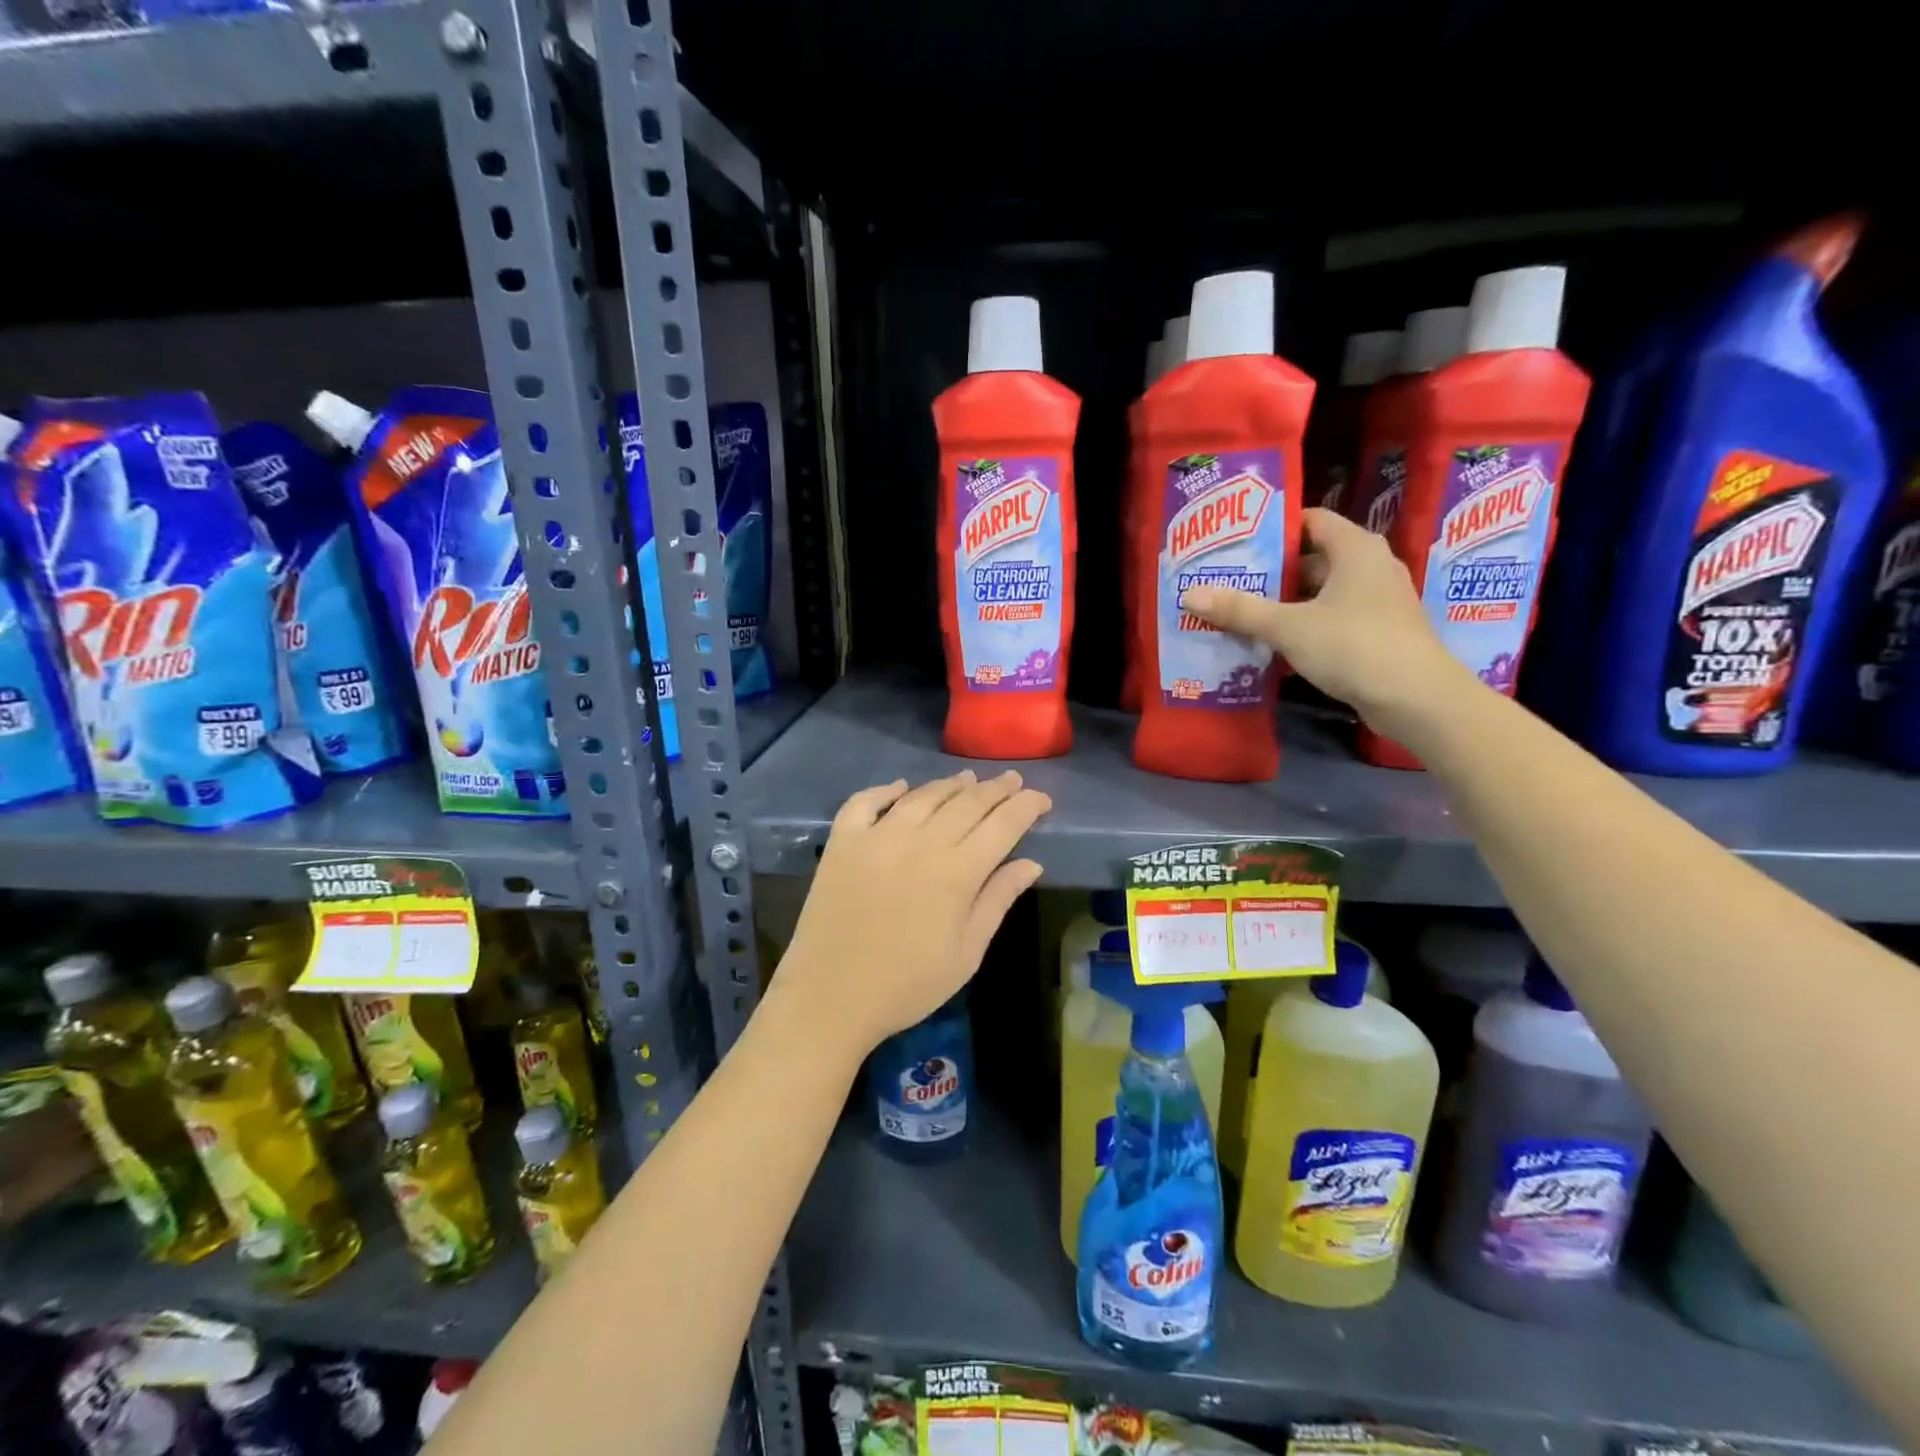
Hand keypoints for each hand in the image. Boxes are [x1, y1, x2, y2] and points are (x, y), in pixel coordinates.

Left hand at [771, 771, 1050, 1060]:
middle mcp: (920, 842)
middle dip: (995, 788)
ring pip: (922, 796)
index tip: (1041, 798)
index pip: (1002, 824)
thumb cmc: (907, 985)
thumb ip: (997, 901)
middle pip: (966, 802)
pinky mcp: (843, 842)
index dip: (1025, 806)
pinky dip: (886, 790)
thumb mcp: (966, 954)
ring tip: (967, 779)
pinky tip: (902, 788)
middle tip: (1012, 779)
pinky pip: (866, 802)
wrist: (830, 998)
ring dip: (949, 784)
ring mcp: (877, 837)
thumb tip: (1032, 863)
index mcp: (957, 872)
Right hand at [1180, 507, 1469, 734]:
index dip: (1273, 528)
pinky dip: (1303, 626)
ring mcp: (1377, 601)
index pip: (1311, 520)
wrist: (1416, 698)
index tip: (1236, 543)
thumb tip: (1189, 595)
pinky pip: (1331, 619)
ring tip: (1241, 612)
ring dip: (1285, 603)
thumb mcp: (1289, 627)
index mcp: (1355, 549)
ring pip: (1321, 593)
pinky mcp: (1377, 632)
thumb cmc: (1354, 646)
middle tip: (1229, 580)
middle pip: (1312, 558)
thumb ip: (1240, 610)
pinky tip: (1272, 644)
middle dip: (1271, 571)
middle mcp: (1370, 566)